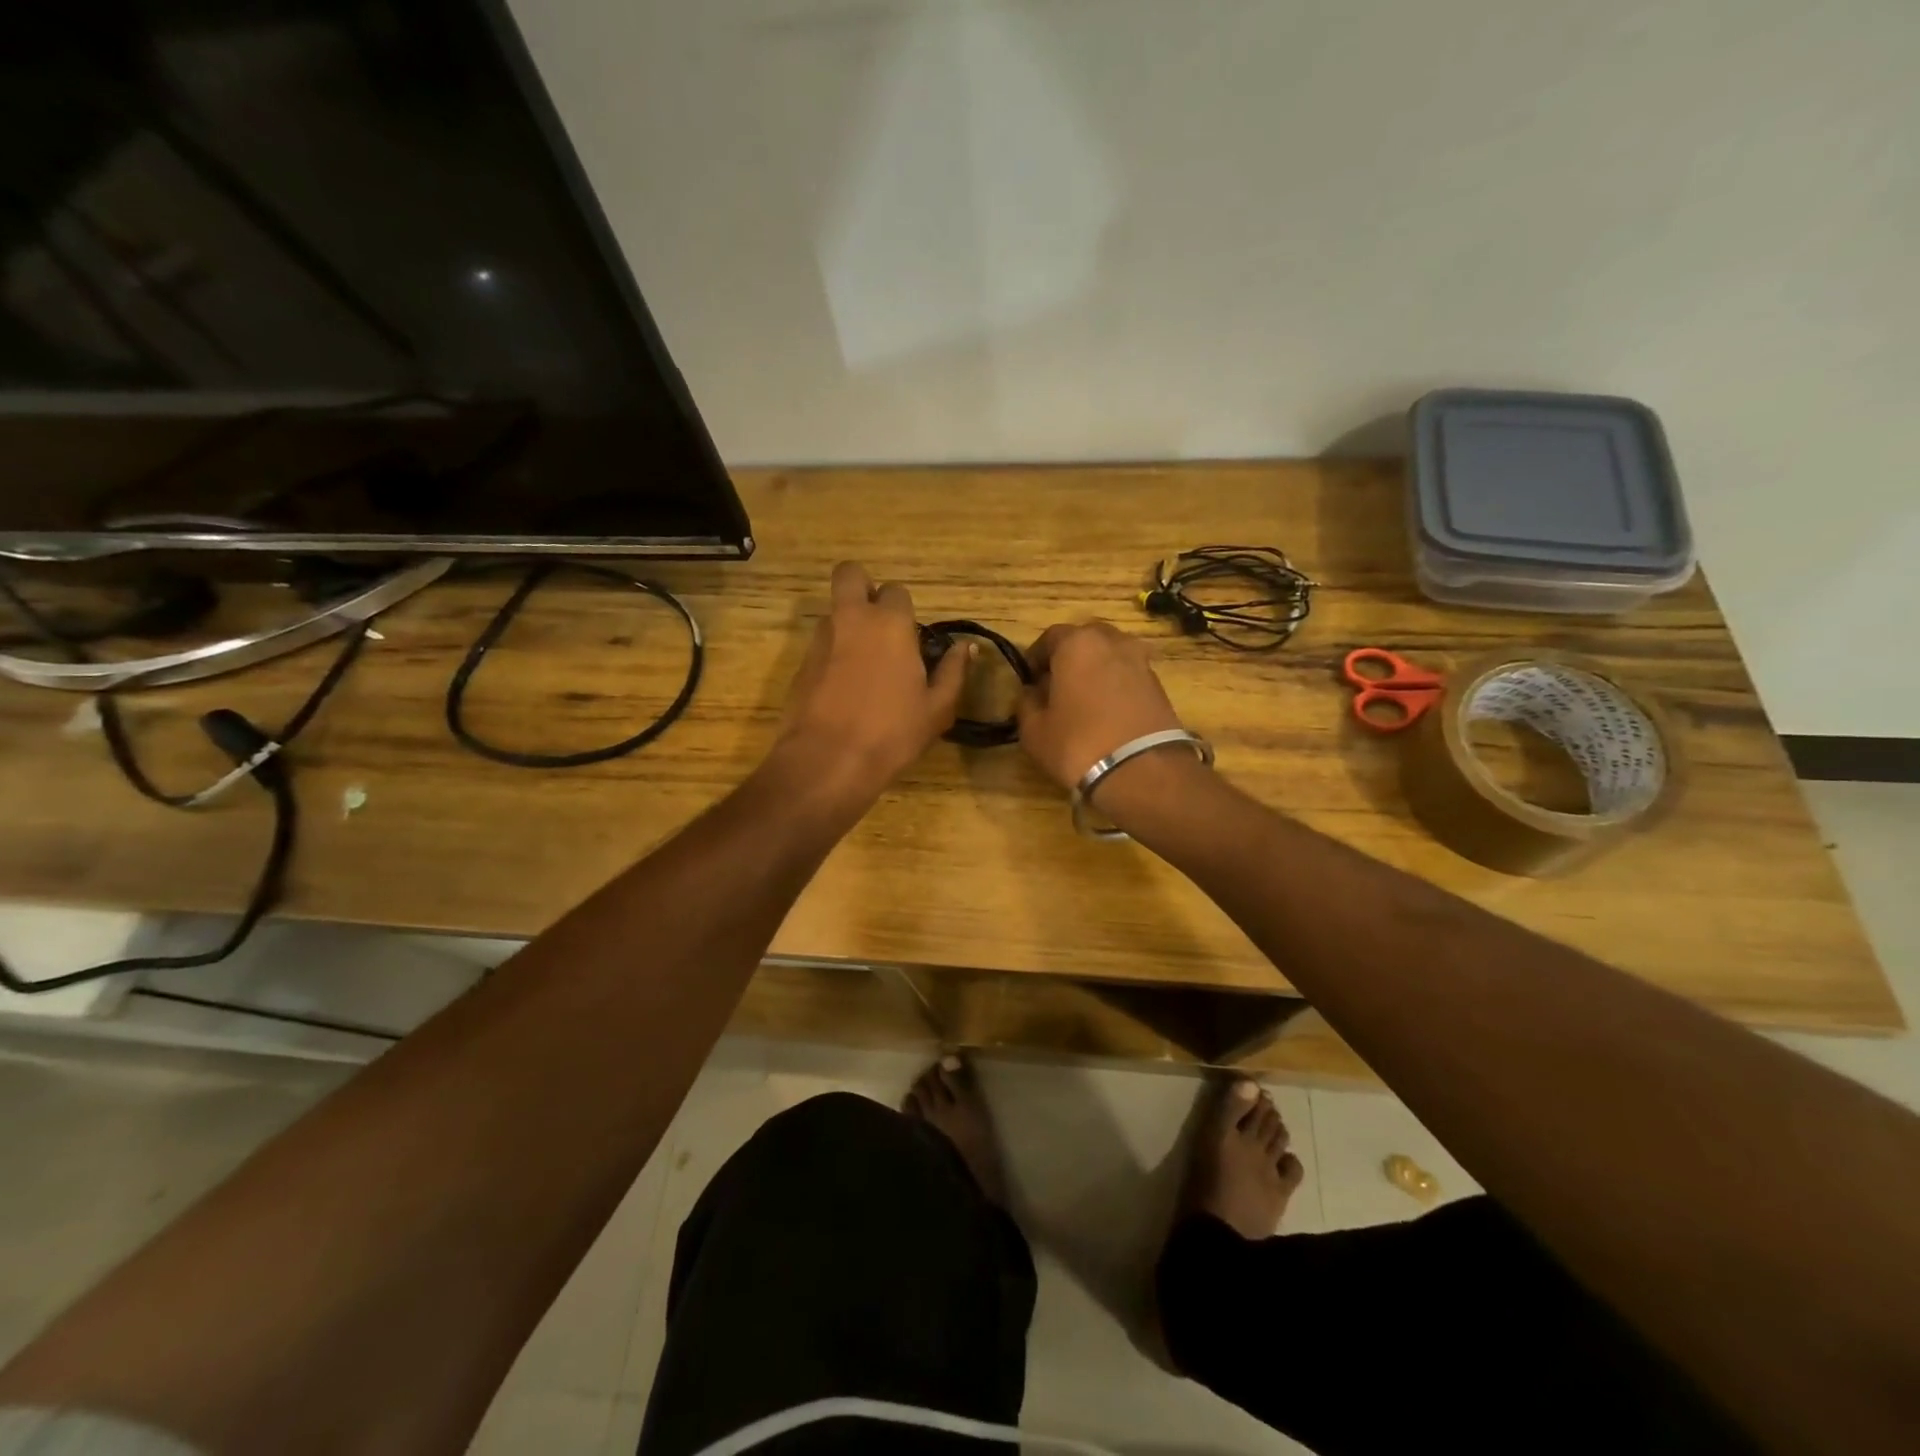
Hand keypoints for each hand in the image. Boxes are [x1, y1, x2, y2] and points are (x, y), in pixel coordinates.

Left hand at [774, 562, 969, 800]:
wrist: (828, 760)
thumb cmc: (892, 733)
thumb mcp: (937, 709)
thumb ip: (953, 672)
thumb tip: (965, 648)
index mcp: (890, 624)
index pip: (897, 591)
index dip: (904, 610)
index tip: (911, 638)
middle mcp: (852, 620)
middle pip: (849, 575)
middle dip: (862, 586)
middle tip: (877, 622)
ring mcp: (821, 640)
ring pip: (834, 613)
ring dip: (848, 626)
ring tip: (863, 667)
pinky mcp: (801, 665)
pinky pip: (821, 646)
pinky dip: (833, 657)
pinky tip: (844, 692)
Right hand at [1016, 620, 1182, 791]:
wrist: (1142, 771)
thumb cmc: (1077, 744)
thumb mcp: (1034, 730)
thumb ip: (1027, 703)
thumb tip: (1032, 693)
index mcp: (1077, 643)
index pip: (1050, 637)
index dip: (1036, 658)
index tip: (1029, 679)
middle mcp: (1112, 642)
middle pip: (1085, 640)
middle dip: (1069, 658)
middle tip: (1057, 686)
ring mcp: (1141, 661)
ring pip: (1110, 656)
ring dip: (1095, 670)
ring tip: (1084, 700)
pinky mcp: (1160, 685)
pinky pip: (1128, 676)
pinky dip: (1116, 686)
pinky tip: (1107, 712)